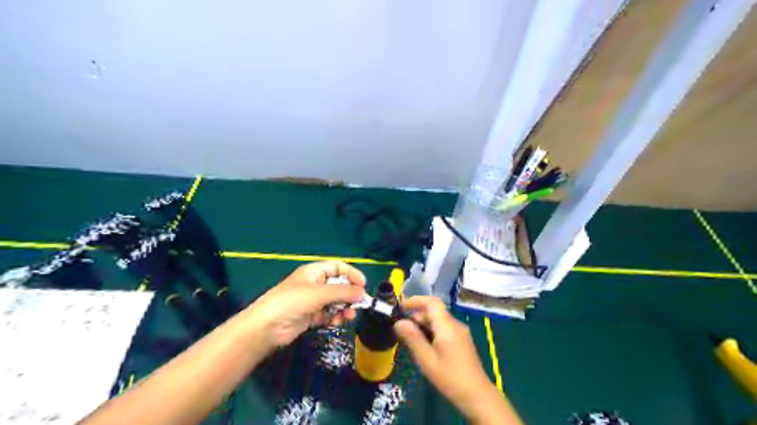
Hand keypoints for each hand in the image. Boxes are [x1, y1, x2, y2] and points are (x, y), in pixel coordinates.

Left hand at [246, 261, 366, 349]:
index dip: (351, 274)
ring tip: (348, 317)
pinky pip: (329, 313)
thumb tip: (363, 293)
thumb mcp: (319, 293)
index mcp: (314, 272)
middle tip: (358, 305)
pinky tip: (336, 322)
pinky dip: (335, 317)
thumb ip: (343, 292)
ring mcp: (313, 301)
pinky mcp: (311, 316)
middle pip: (339, 285)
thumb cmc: (292, 302)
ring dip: (344, 308)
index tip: (363, 285)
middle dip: (349, 294)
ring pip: (335, 301)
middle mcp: (315, 284)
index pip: (338, 267)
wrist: (267, 327)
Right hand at [394, 296, 517, 422]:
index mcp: (447, 326)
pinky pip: (444, 328)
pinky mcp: (462, 340)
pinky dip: (431, 331)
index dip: (415, 300)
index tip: (400, 306)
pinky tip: (425, 346)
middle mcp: (455, 324)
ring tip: (411, 340)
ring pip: (438, 320)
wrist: (477, 396)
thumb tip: (399, 322)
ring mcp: (460, 332)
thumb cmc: (450, 378)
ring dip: (423, 325)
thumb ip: (413, 339)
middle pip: (434, 311)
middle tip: (402, 330)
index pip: (432, 302)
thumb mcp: (427, 360)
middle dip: (417, 316)